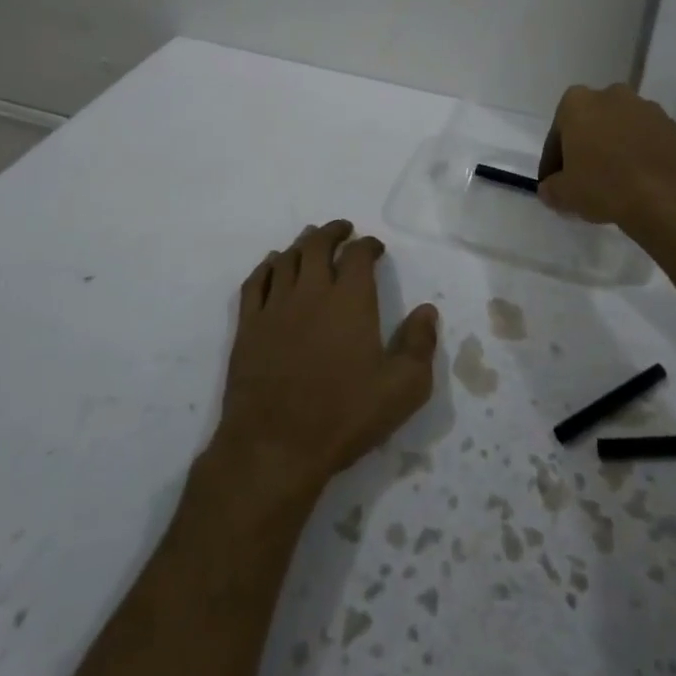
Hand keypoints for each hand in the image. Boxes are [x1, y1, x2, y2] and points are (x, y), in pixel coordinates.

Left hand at [214, 220, 437, 496]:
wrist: (275, 445)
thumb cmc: (345, 415)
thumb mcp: (403, 388)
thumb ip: (419, 344)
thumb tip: (427, 311)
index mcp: (350, 301)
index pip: (358, 255)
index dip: (368, 245)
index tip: (375, 248)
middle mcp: (311, 292)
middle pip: (317, 245)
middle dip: (332, 232)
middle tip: (342, 230)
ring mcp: (275, 307)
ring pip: (286, 259)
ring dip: (301, 244)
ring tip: (310, 240)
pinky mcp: (248, 327)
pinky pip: (255, 282)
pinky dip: (267, 266)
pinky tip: (273, 265)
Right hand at [537, 83, 675, 231]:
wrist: (666, 195)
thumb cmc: (604, 186)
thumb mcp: (564, 194)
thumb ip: (551, 189)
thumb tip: (550, 189)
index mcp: (577, 103)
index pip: (557, 134)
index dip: (553, 161)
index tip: (554, 183)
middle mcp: (611, 95)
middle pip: (591, 123)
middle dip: (587, 146)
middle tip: (585, 178)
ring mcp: (646, 107)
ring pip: (621, 128)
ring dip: (616, 147)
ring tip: (615, 181)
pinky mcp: (672, 125)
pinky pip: (647, 139)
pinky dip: (640, 154)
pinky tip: (639, 180)